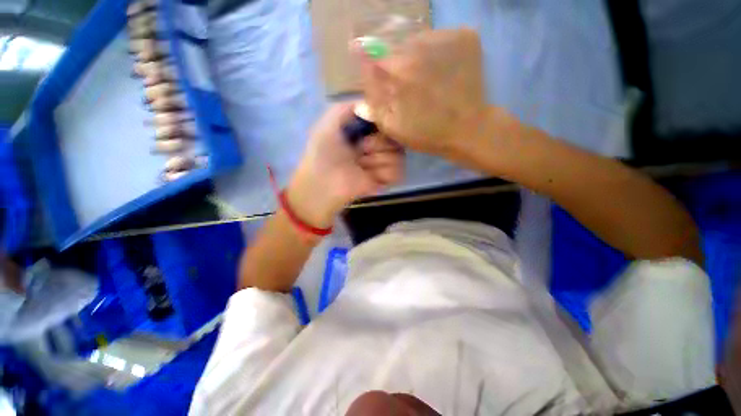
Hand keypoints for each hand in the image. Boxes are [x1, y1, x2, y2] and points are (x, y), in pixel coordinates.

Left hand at [287, 103, 404, 228]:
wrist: (322, 183)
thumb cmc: (323, 151)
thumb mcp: (330, 120)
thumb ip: (350, 107)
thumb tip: (372, 105)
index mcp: (364, 132)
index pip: (387, 121)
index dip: (383, 123)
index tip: (372, 127)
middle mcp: (375, 146)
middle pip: (396, 138)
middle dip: (378, 143)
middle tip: (361, 150)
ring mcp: (381, 164)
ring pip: (399, 155)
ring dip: (379, 160)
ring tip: (361, 166)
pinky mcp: (384, 181)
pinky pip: (398, 172)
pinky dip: (384, 173)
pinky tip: (370, 177)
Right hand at [359, 29, 487, 159]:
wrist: (468, 129)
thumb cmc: (427, 133)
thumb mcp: (393, 127)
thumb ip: (374, 102)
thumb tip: (361, 81)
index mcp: (398, 69)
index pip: (376, 57)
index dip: (377, 69)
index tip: (382, 80)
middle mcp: (419, 44)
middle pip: (398, 46)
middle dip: (398, 65)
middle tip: (410, 86)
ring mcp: (445, 37)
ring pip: (420, 40)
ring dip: (418, 56)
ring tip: (427, 80)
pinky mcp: (466, 37)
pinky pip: (442, 38)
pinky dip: (439, 52)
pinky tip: (444, 71)